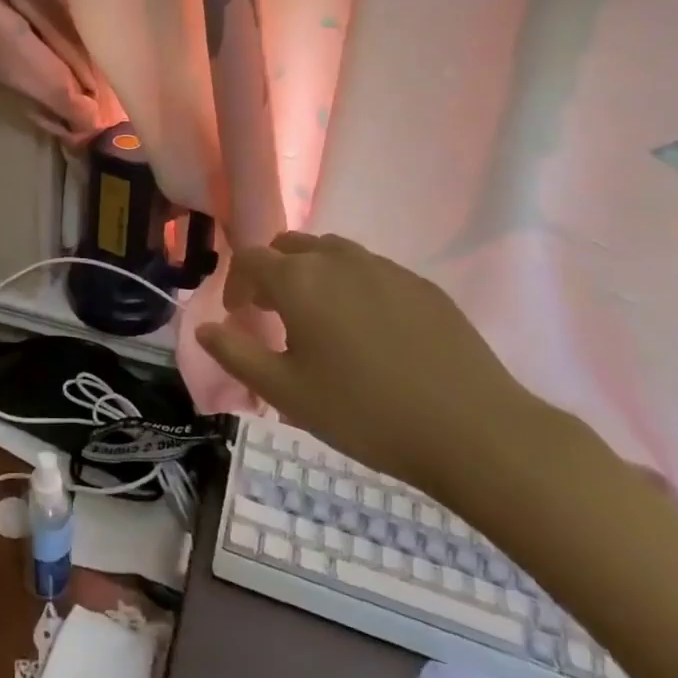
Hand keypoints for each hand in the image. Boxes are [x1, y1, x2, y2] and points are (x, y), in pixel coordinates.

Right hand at [197, 233, 539, 498]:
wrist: (474, 431)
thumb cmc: (366, 413)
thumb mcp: (287, 393)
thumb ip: (236, 354)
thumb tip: (202, 328)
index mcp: (299, 281)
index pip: (250, 259)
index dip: (236, 284)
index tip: (239, 317)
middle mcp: (338, 260)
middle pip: (290, 246)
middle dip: (273, 273)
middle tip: (276, 315)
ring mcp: (384, 268)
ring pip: (332, 253)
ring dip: (313, 275)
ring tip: (322, 320)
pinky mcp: (421, 284)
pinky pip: (372, 270)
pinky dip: (354, 286)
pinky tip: (371, 332)